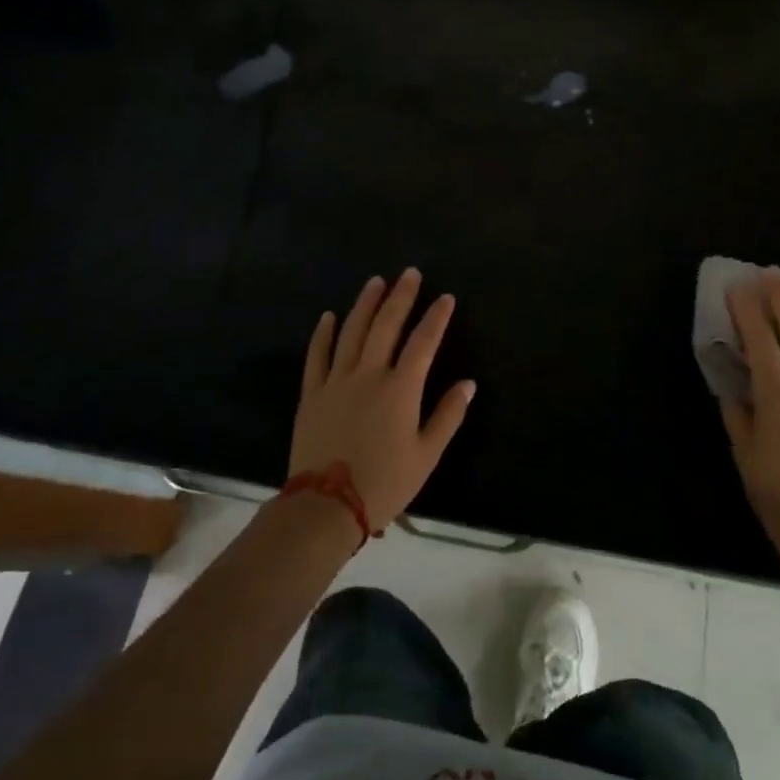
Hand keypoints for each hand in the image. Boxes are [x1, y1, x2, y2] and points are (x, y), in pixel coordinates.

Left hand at [289, 269, 475, 532]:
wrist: (326, 506)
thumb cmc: (384, 482)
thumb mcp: (426, 455)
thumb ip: (448, 415)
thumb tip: (467, 383)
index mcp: (400, 389)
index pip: (423, 342)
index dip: (436, 317)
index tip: (445, 297)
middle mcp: (369, 374)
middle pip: (386, 325)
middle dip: (400, 297)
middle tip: (409, 273)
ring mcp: (336, 381)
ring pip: (352, 332)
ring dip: (365, 304)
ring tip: (375, 281)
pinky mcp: (312, 393)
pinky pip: (317, 355)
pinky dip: (323, 333)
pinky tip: (329, 316)